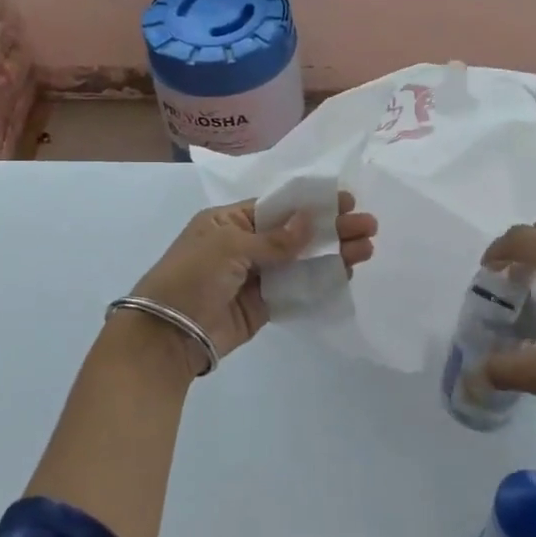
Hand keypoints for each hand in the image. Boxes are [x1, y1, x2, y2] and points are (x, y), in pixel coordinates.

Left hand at [130, 192, 377, 367]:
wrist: (167, 336)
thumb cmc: (190, 278)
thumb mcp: (228, 247)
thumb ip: (273, 239)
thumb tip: (309, 221)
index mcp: (229, 222)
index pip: (278, 207)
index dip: (311, 203)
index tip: (345, 200)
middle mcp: (245, 245)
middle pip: (296, 233)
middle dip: (332, 228)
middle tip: (368, 226)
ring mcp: (256, 277)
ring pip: (301, 261)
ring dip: (333, 255)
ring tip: (367, 249)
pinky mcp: (264, 306)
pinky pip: (297, 290)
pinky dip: (322, 282)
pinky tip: (347, 274)